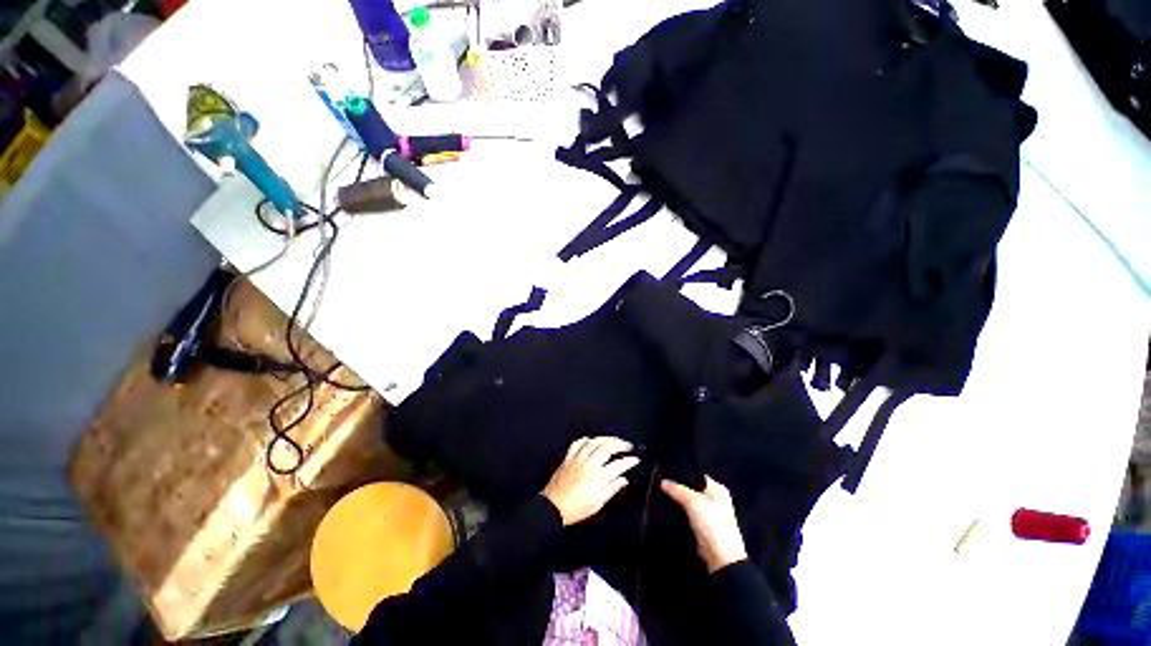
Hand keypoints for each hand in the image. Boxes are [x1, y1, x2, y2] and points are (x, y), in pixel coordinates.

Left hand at [542, 437, 639, 526]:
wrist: (553, 507)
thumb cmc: (577, 509)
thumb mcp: (598, 503)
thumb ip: (612, 489)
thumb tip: (623, 480)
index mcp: (598, 478)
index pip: (618, 465)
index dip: (629, 461)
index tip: (635, 459)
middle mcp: (589, 465)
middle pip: (606, 447)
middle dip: (619, 444)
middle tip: (627, 445)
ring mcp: (578, 459)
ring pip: (593, 442)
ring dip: (605, 438)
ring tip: (613, 439)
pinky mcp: (568, 457)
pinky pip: (578, 443)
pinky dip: (586, 439)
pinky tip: (591, 440)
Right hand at [661, 476, 748, 573]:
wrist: (721, 558)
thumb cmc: (711, 523)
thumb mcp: (692, 502)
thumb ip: (677, 489)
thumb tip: (662, 481)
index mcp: (718, 489)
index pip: (697, 475)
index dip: (682, 474)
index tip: (666, 473)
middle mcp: (716, 499)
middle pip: (693, 488)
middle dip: (679, 488)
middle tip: (662, 484)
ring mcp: (710, 513)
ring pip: (690, 502)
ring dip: (679, 501)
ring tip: (662, 494)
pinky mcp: (704, 526)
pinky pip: (689, 514)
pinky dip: (681, 512)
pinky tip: (669, 509)